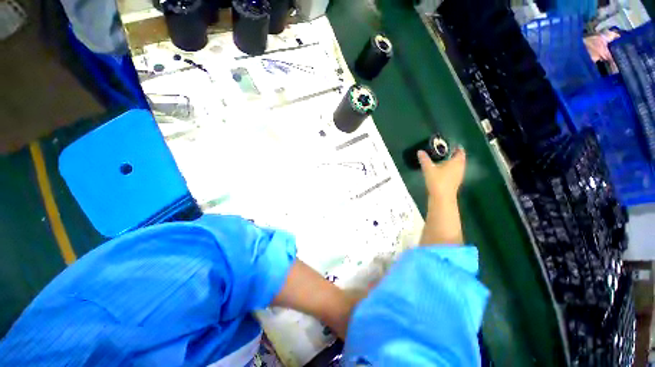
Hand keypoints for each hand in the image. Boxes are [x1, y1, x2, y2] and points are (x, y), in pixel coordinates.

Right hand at [418, 147, 465, 201]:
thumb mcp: (428, 169)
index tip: (450, 145)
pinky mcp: (456, 182)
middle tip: (445, 151)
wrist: (442, 198)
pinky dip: (451, 169)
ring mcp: (459, 176)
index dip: (456, 147)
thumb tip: (420, 151)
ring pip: (458, 166)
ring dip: (453, 162)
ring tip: (443, 160)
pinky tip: (443, 171)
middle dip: (454, 154)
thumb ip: (424, 159)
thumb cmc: (437, 181)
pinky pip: (455, 172)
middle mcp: (460, 168)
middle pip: (460, 159)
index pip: (460, 152)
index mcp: (456, 162)